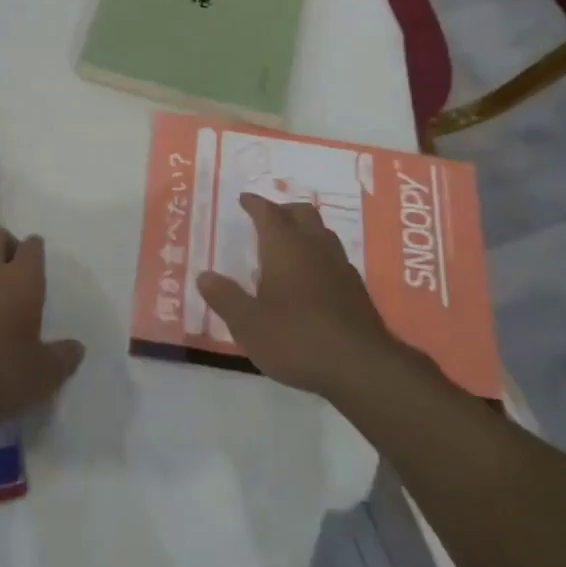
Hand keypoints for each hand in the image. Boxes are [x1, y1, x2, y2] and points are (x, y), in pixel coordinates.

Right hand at [197, 194, 401, 398]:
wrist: (361, 367)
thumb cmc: (296, 339)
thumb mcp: (248, 324)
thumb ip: (225, 298)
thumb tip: (204, 276)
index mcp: (285, 246)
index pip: (268, 212)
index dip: (254, 203)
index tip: (244, 199)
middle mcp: (315, 247)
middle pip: (302, 213)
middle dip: (283, 210)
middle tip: (268, 219)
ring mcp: (340, 267)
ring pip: (322, 233)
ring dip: (305, 231)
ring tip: (289, 246)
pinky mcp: (356, 290)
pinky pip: (334, 258)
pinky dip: (319, 256)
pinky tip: (312, 279)